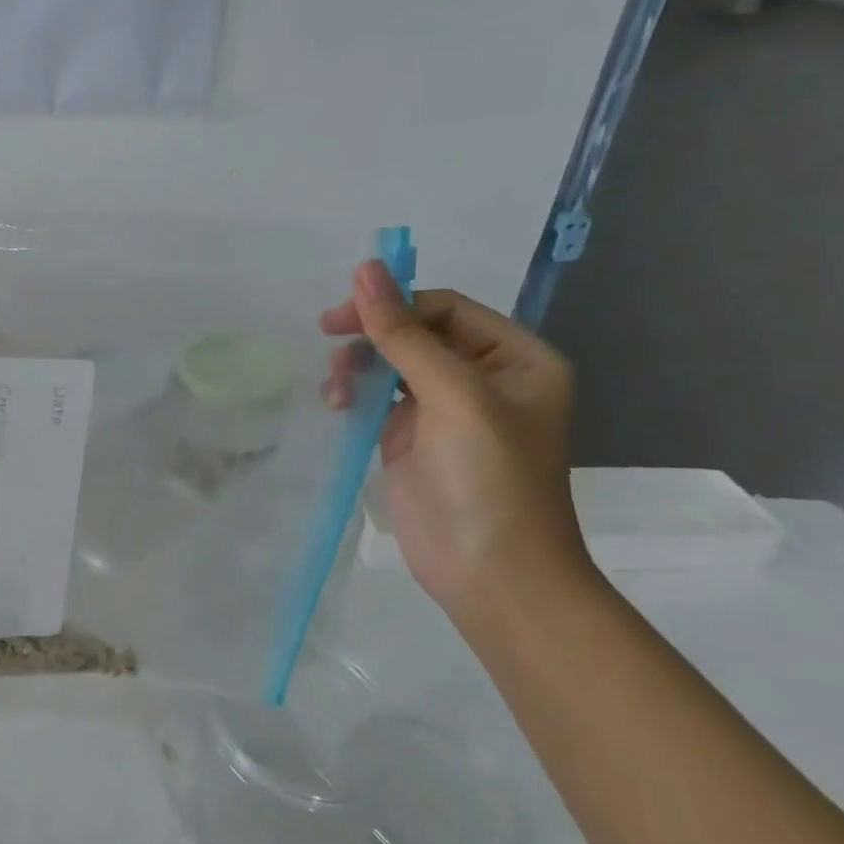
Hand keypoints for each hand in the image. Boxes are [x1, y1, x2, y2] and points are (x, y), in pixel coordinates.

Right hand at [320, 260, 587, 622]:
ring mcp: (446, 410)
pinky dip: (354, 396)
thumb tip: (366, 268)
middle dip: (372, 337)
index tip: (341, 317)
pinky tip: (337, 406)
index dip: (395, 305)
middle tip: (328, 341)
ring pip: (391, 364)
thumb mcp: (452, 396)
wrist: (491, 575)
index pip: (446, 309)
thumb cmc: (488, 479)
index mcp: (516, 359)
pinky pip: (378, 399)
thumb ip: (404, 334)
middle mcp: (484, 378)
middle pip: (416, 332)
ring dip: (358, 367)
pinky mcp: (413, 439)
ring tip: (335, 391)